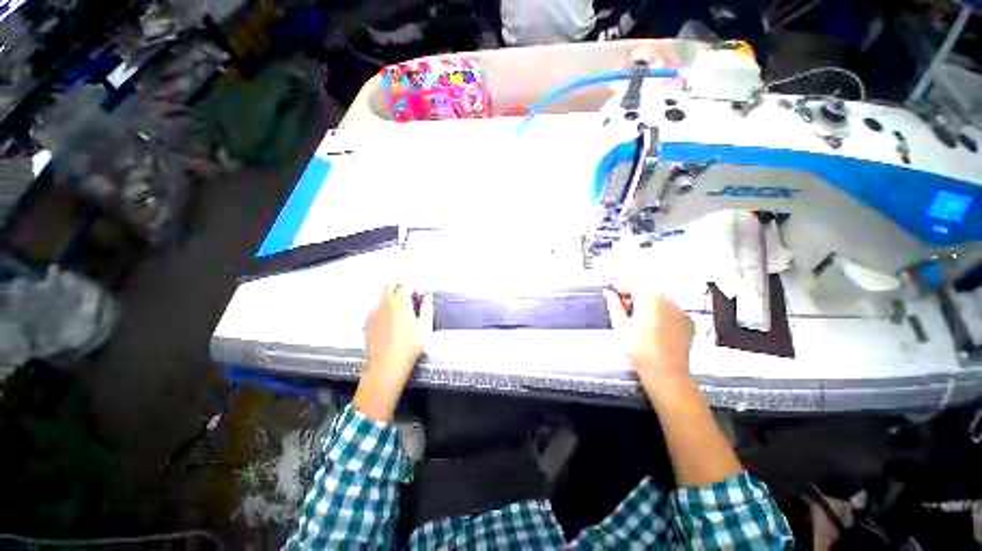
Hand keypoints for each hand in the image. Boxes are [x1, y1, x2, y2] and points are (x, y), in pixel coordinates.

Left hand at [354, 284, 433, 421]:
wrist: (386, 366)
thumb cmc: (409, 346)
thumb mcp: (425, 327)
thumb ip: (427, 308)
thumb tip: (427, 298)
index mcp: (400, 302)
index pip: (406, 284)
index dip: (414, 288)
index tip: (419, 295)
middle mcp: (384, 303)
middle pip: (388, 284)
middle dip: (398, 286)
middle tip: (408, 296)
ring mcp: (374, 312)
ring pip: (381, 296)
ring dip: (391, 297)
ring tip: (401, 312)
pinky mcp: (368, 322)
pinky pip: (376, 308)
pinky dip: (384, 309)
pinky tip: (391, 322)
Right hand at [602, 289, 694, 386]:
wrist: (665, 374)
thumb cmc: (639, 349)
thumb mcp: (620, 325)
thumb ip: (614, 305)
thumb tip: (609, 294)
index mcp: (651, 300)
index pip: (633, 287)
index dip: (621, 290)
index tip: (614, 297)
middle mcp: (669, 303)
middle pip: (648, 294)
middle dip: (635, 300)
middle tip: (624, 313)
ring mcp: (681, 313)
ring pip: (660, 303)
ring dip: (648, 307)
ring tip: (639, 323)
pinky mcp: (688, 324)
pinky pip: (671, 313)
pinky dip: (662, 316)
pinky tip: (654, 329)